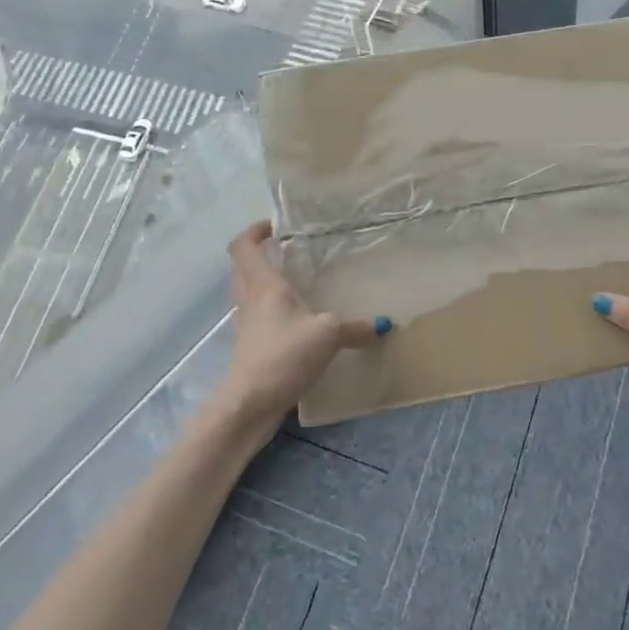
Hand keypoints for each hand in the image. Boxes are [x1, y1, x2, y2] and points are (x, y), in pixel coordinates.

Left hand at [219, 220, 385, 435]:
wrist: (251, 404)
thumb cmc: (285, 355)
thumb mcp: (328, 335)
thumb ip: (356, 327)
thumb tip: (386, 324)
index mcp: (263, 285)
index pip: (243, 246)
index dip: (254, 231)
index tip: (276, 226)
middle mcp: (249, 299)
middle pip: (242, 267)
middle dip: (260, 255)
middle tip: (288, 251)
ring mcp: (246, 325)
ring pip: (247, 292)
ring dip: (263, 283)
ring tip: (294, 283)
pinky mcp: (249, 348)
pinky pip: (256, 318)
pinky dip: (270, 312)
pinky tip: (295, 322)